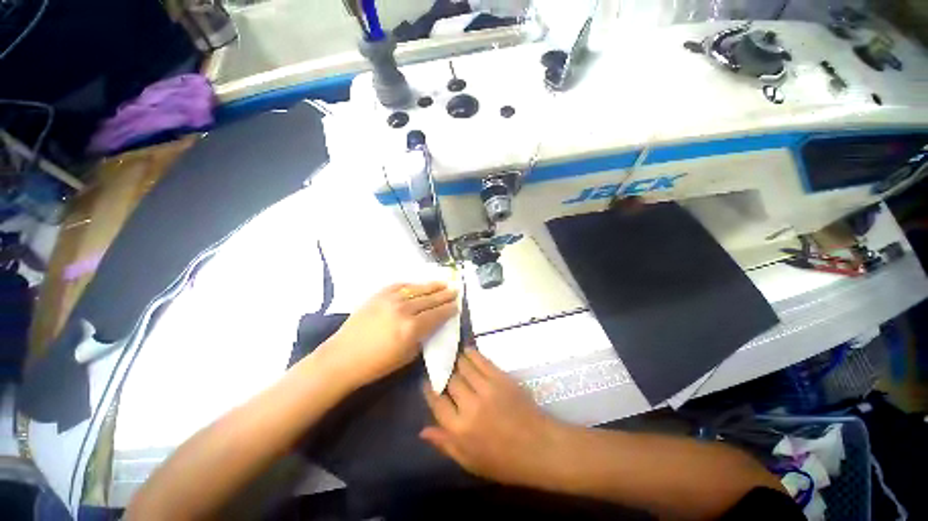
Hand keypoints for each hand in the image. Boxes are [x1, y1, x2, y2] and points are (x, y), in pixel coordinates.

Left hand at [324, 282, 457, 387]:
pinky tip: (419, 285)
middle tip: (455, 290)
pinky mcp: (379, 295)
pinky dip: (412, 285)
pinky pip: (400, 286)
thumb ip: (423, 337)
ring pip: (417, 289)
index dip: (448, 309)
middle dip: (445, 295)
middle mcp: (404, 309)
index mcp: (412, 328)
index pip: (437, 314)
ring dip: (432, 286)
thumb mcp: (407, 356)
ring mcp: (390, 299)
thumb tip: (432, 324)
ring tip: (444, 283)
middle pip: (430, 299)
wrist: (343, 357)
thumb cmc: (377, 364)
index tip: (457, 305)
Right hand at [420, 348, 568, 487]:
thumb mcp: (471, 462)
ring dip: (456, 361)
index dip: (429, 390)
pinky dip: (472, 354)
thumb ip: (446, 444)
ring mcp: (486, 389)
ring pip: (463, 367)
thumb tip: (423, 430)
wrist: (540, 447)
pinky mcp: (501, 378)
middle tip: (441, 369)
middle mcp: (470, 406)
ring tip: (452, 357)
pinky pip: (481, 361)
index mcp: (460, 430)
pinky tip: (467, 351)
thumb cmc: (505, 462)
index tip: (427, 382)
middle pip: (449, 381)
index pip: (437, 403)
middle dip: (443, 374)